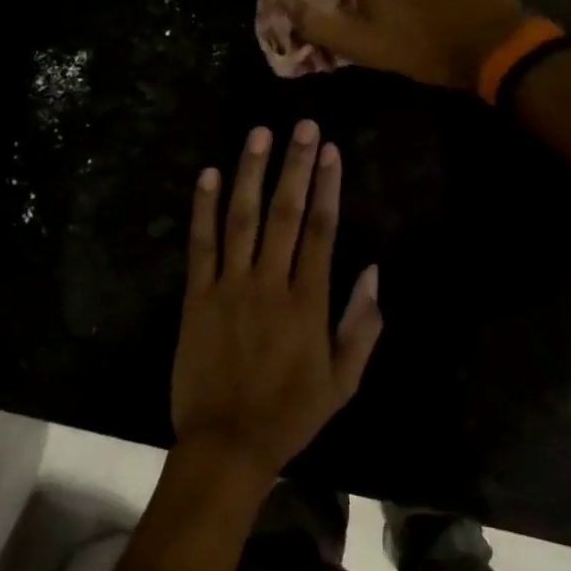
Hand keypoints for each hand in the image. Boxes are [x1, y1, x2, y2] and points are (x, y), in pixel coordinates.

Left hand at [172, 120, 382, 483]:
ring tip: (260, 134)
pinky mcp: (197, 296)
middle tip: (303, 126)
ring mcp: (230, 286)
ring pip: (242, 218)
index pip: (322, 230)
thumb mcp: (344, 381)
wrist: (227, 444)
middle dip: (296, 166)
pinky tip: (209, 174)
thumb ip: (362, 325)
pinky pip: (201, 245)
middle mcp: (270, 283)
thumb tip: (373, 270)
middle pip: (285, 213)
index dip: (328, 187)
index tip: (331, 151)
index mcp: (308, 302)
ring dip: (251, 173)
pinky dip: (204, 208)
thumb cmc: (290, 413)